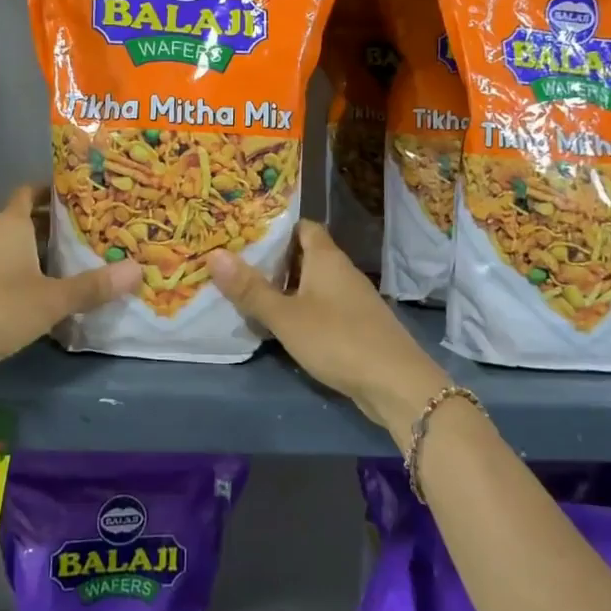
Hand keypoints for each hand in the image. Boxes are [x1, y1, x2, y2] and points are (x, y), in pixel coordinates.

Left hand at [0, 185, 141, 381]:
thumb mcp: (51, 300)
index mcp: (8, 225)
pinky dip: (22, 279)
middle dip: (56, 227)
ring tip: (77, 266)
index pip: (31, 192)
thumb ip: (94, 286)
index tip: (87, 198)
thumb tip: (139, 270)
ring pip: (12, 250)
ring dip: (39, 256)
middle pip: (25, 221)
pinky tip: (44, 299)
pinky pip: (0, 274)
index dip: (56, 191)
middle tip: (96, 235)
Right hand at [208, 221, 449, 439]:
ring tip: (252, 298)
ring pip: (315, 284)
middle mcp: (342, 272)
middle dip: (275, 262)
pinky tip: (283, 328)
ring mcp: (353, 300)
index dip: (277, 229)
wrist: (396, 383)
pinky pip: (324, 308)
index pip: (304, 227)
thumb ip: (251, 289)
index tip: (246, 237)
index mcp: (327, 258)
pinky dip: (303, 311)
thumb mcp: (286, 316)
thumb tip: (214, 255)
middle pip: (307, 256)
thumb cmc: (337, 339)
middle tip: (238, 268)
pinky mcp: (358, 326)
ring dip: (288, 290)